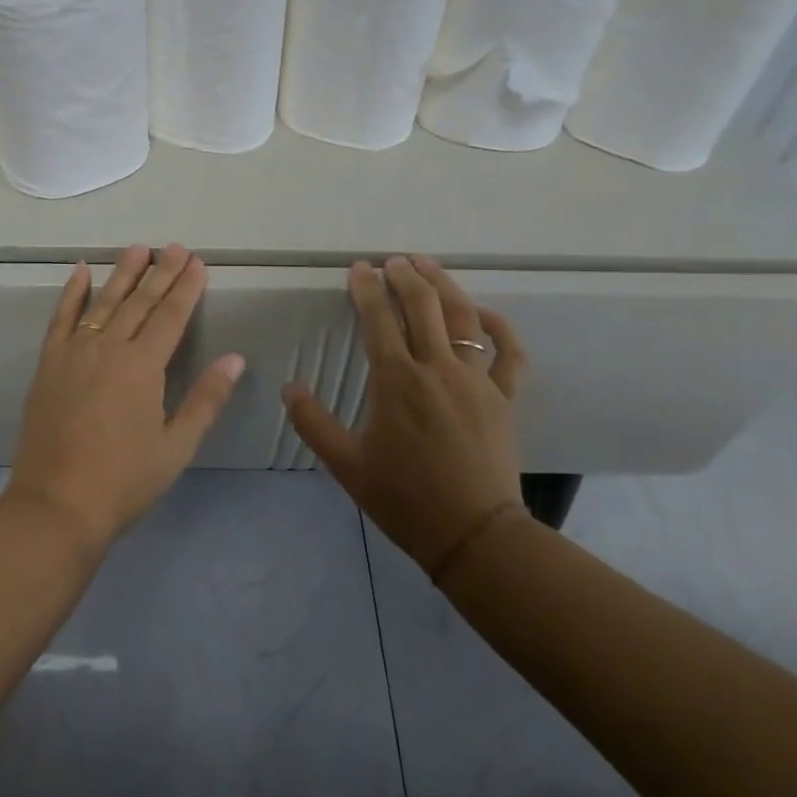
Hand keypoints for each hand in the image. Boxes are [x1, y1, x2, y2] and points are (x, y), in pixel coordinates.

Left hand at [7, 243, 245, 554]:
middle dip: (160, 273)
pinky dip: (71, 293)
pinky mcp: (48, 365)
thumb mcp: (176, 446)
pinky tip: (80, 271)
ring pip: (103, 303)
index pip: (170, 317)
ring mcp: (74, 354)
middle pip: (139, 302)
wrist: (56, 505)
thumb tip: (234, 357)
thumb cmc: (124, 481)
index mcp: (143, 367)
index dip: (186, 288)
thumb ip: (205, 398)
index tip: (197, 263)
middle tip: (175, 246)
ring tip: (138, 248)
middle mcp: (108, 349)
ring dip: (122, 274)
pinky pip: (60, 319)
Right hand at [284, 255, 527, 576]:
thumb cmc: (404, 498)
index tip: (359, 268)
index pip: (378, 318)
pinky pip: (508, 353)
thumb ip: (314, 423)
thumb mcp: (347, 464)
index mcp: (396, 380)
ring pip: (463, 317)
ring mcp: (476, 379)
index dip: (366, 288)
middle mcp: (437, 368)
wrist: (473, 535)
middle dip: (404, 275)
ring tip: (428, 265)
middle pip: (422, 305)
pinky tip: (483, 313)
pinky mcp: (504, 397)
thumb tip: (288, 388)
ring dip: (444, 285)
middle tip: (391, 261)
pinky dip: (498, 327)